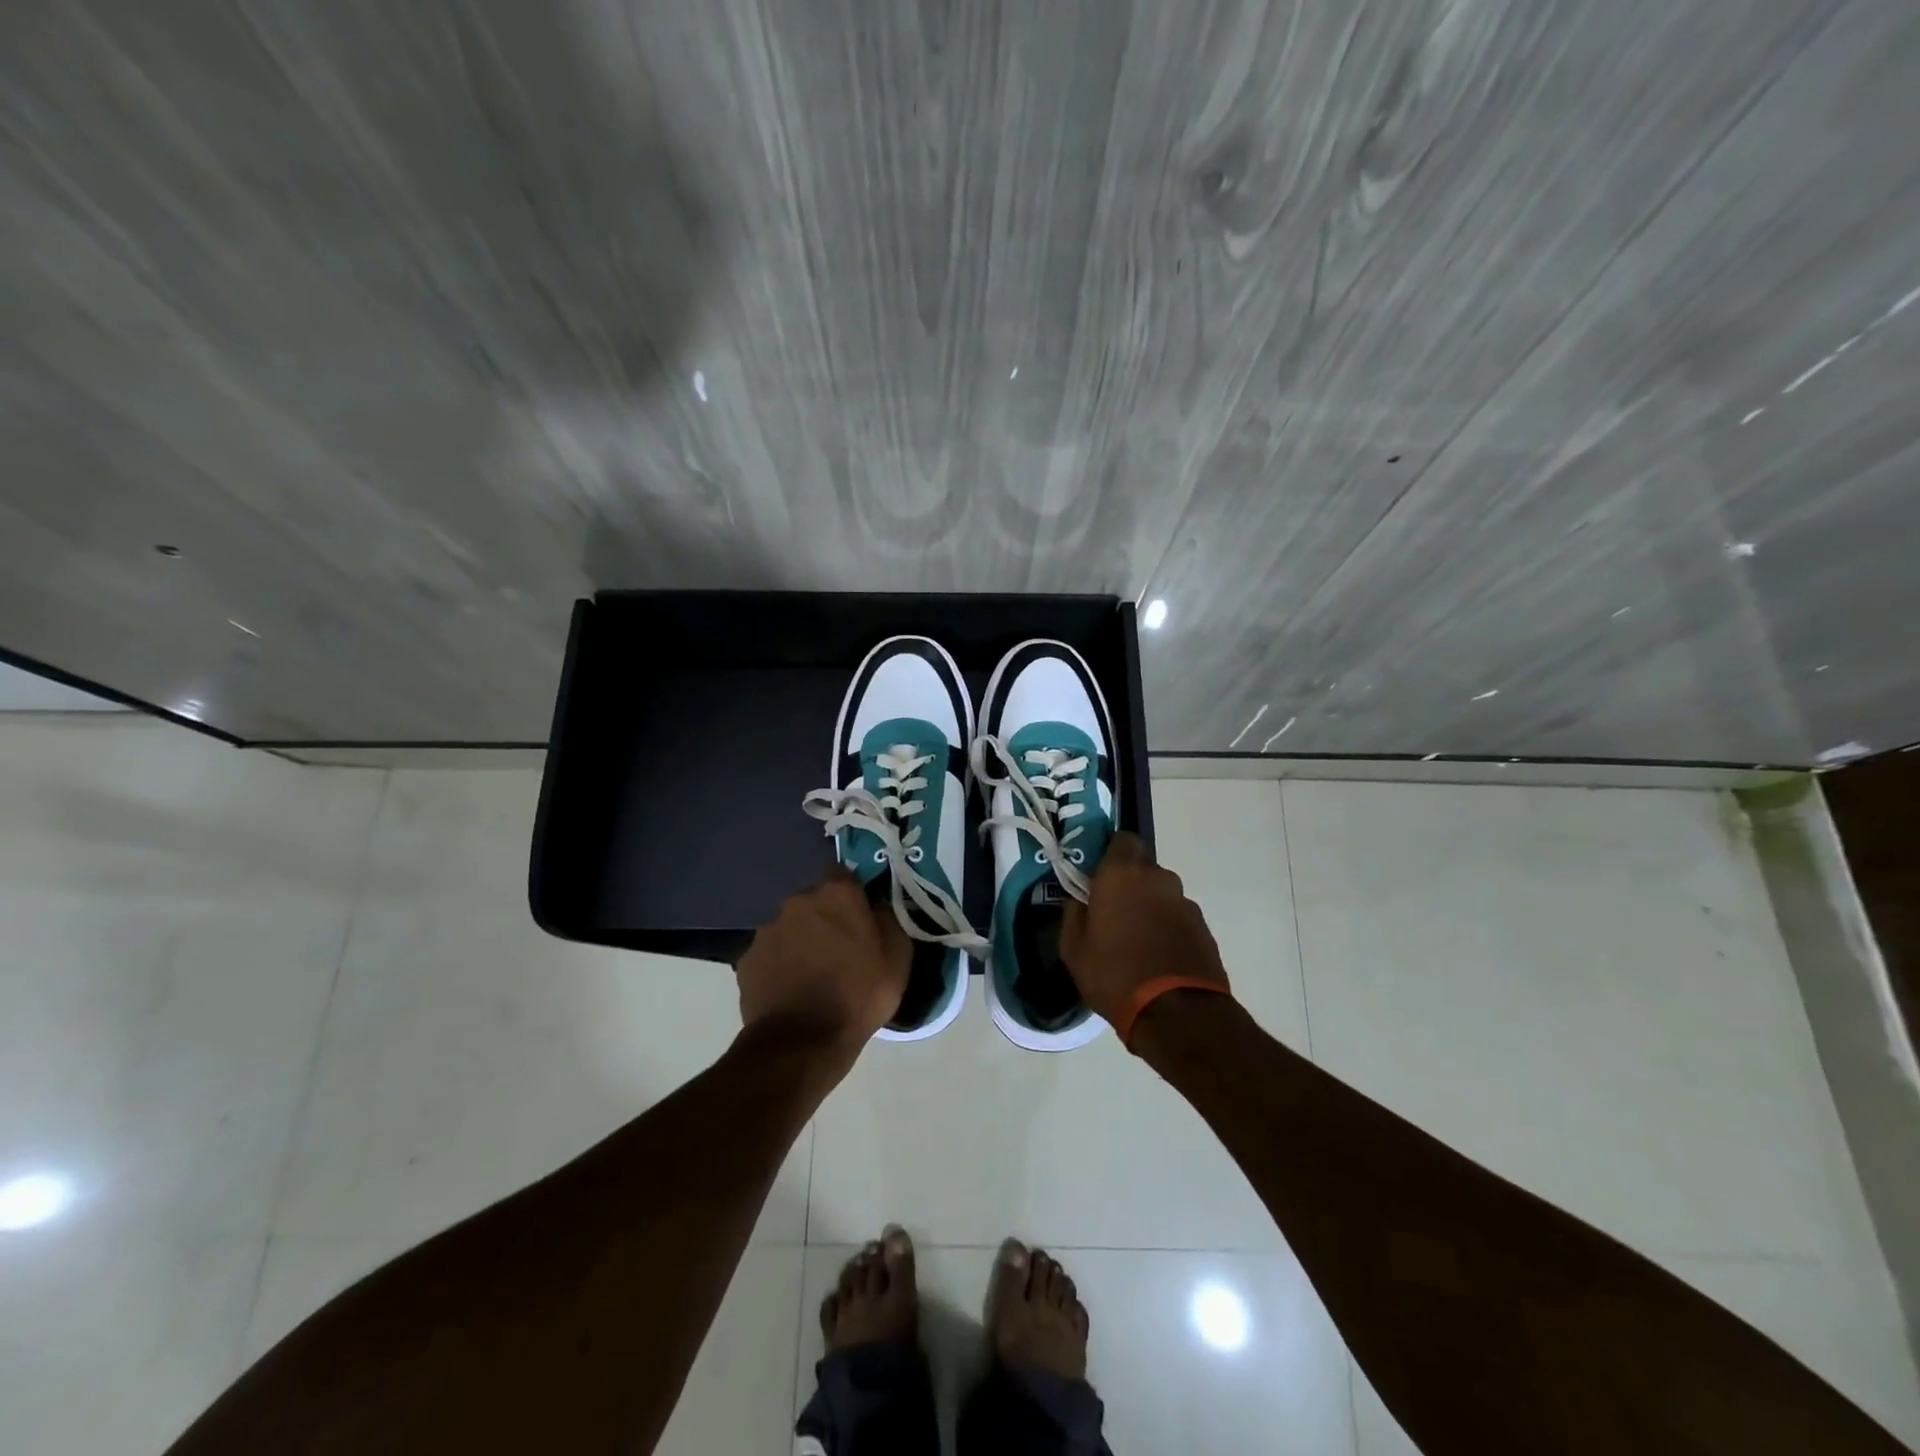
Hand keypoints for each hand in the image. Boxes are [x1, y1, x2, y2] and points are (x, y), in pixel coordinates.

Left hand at [737, 867, 909, 1059]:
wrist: (801, 1043)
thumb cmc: (858, 995)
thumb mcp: (897, 958)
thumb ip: (888, 920)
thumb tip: (876, 906)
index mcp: (836, 894)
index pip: (842, 873)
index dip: (850, 892)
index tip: (858, 914)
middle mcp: (797, 901)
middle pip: (814, 901)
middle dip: (824, 918)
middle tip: (838, 949)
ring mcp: (767, 930)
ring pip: (790, 927)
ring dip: (800, 941)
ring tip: (812, 975)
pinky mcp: (747, 959)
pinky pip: (770, 954)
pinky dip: (779, 965)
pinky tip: (791, 990)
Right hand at [1061, 832, 1229, 1024]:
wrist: (1178, 1014)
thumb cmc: (1115, 974)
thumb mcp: (1074, 948)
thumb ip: (1074, 914)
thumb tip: (1079, 899)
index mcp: (1122, 874)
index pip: (1122, 839)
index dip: (1111, 854)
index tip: (1098, 877)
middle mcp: (1158, 878)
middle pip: (1142, 869)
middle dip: (1129, 886)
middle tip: (1113, 914)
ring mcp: (1185, 903)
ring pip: (1161, 895)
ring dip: (1150, 909)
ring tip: (1137, 944)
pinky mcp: (1204, 928)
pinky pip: (1177, 918)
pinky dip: (1167, 930)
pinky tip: (1158, 959)